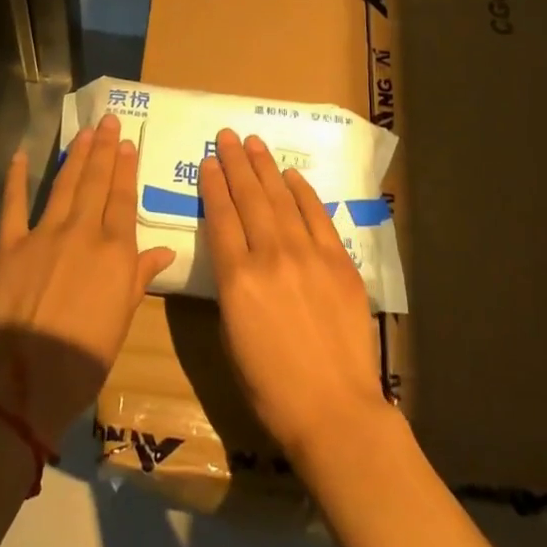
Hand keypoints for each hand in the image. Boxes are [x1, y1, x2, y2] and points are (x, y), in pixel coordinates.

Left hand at [0, 114, 174, 447]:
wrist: (25, 380)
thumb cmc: (84, 357)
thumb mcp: (122, 319)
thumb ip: (139, 277)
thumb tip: (163, 250)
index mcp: (114, 251)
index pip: (123, 199)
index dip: (126, 168)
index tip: (128, 143)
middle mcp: (82, 232)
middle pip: (96, 182)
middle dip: (104, 149)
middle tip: (108, 121)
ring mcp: (44, 234)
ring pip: (64, 185)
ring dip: (75, 156)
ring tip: (84, 132)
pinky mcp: (10, 245)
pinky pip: (13, 205)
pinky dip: (16, 179)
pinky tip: (20, 156)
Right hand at [199, 129, 388, 467]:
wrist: (335, 411)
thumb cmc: (271, 387)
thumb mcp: (231, 337)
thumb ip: (230, 287)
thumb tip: (235, 255)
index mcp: (238, 279)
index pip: (221, 217)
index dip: (213, 185)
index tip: (208, 160)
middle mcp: (271, 256)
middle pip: (249, 197)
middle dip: (235, 163)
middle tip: (227, 136)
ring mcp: (309, 255)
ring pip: (281, 199)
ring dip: (265, 168)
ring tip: (253, 143)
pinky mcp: (339, 262)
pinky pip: (317, 216)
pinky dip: (303, 193)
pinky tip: (291, 176)